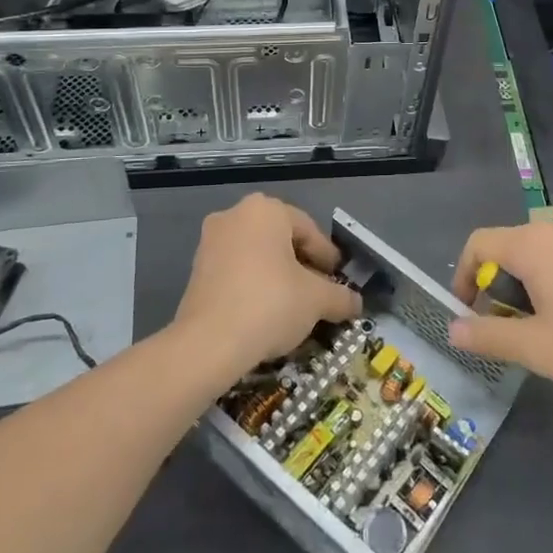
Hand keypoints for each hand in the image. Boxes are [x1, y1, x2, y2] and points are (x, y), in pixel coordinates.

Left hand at [175, 194, 361, 372]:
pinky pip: (237, 270)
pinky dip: (254, 285)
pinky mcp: (196, 269)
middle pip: (282, 239)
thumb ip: (340, 297)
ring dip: (278, 276)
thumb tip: (356, 303)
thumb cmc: (270, 303)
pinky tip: (266, 312)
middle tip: (319, 292)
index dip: (328, 258)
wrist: (208, 342)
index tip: (339, 282)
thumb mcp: (316, 300)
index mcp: (266, 209)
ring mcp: (211, 241)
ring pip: (258, 255)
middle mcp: (235, 215)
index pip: (309, 230)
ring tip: (294, 306)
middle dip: (302, 266)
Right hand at [448, 216, 552, 402]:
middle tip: (507, 329)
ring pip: (542, 254)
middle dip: (498, 286)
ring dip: (529, 287)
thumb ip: (489, 336)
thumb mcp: (537, 349)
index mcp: (533, 244)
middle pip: (511, 247)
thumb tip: (453, 329)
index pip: (479, 244)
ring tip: (543, 330)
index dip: (463, 276)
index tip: (468, 314)